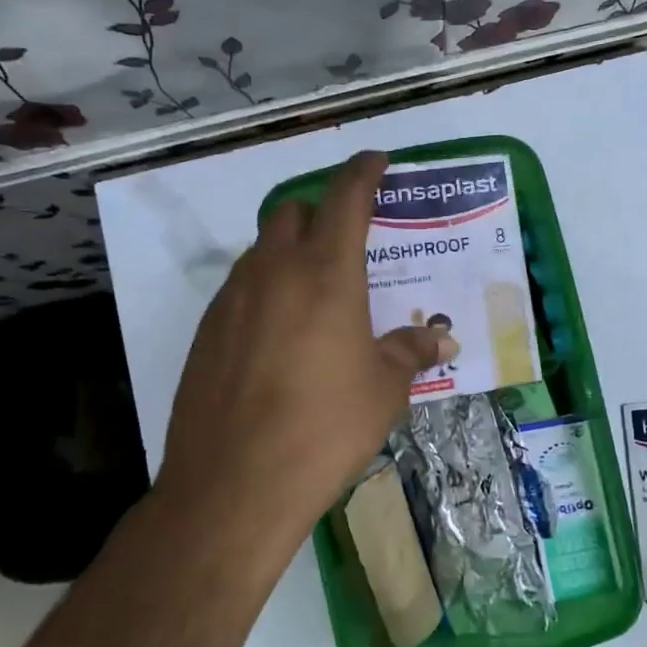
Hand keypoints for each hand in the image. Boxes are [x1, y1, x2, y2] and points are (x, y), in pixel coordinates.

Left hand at [155, 151, 456, 577]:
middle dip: (321, 213)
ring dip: (289, 253)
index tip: (376, 162)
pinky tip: (279, 336)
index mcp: (325, 274)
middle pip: (292, 212)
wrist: (235, 484)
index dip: (363, 172)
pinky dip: (264, 291)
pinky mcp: (206, 332)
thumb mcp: (384, 390)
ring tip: (316, 295)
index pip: (345, 198)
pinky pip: (240, 290)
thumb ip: (410, 352)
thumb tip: (441, 340)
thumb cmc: (325, 428)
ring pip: (261, 251)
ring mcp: (231, 300)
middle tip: (348, 244)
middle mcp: (273, 272)